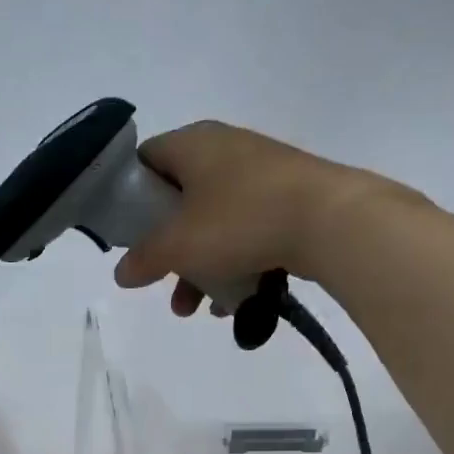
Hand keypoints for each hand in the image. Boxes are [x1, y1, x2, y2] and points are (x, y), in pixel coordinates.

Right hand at [113, 121, 425, 315]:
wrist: (332, 221)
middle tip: (160, 282)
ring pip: (212, 223)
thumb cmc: (241, 221)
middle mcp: (224, 149)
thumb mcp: (179, 245)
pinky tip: (233, 302)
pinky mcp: (287, 198)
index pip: (145, 161)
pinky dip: (232, 263)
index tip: (127, 236)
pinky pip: (245, 231)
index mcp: (192, 144)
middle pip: (178, 201)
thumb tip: (121, 274)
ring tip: (194, 309)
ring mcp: (260, 173)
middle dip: (167, 250)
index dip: (129, 197)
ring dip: (197, 268)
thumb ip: (143, 259)